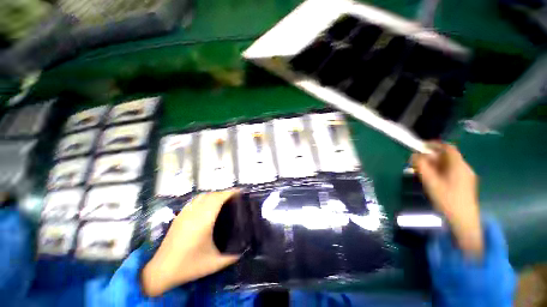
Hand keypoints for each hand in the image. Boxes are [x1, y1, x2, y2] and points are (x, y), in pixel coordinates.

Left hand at [141, 190, 239, 296]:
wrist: (161, 270)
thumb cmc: (189, 266)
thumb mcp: (214, 264)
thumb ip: (231, 257)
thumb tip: (244, 249)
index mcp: (204, 221)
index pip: (218, 199)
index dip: (229, 193)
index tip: (240, 192)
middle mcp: (195, 213)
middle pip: (212, 195)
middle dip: (224, 193)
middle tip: (235, 197)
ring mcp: (185, 213)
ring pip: (203, 196)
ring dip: (214, 195)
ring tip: (223, 200)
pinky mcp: (180, 216)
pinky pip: (195, 200)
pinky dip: (205, 198)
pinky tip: (208, 205)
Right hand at [412, 142, 482, 257]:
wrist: (464, 219)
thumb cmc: (447, 198)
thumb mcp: (430, 182)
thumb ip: (421, 167)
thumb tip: (413, 155)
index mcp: (458, 165)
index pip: (448, 148)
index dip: (435, 144)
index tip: (421, 145)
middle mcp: (464, 168)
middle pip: (448, 156)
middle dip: (432, 156)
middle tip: (418, 161)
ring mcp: (467, 176)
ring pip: (450, 164)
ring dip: (436, 164)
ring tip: (423, 170)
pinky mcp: (466, 183)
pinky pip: (452, 171)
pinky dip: (441, 170)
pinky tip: (434, 178)